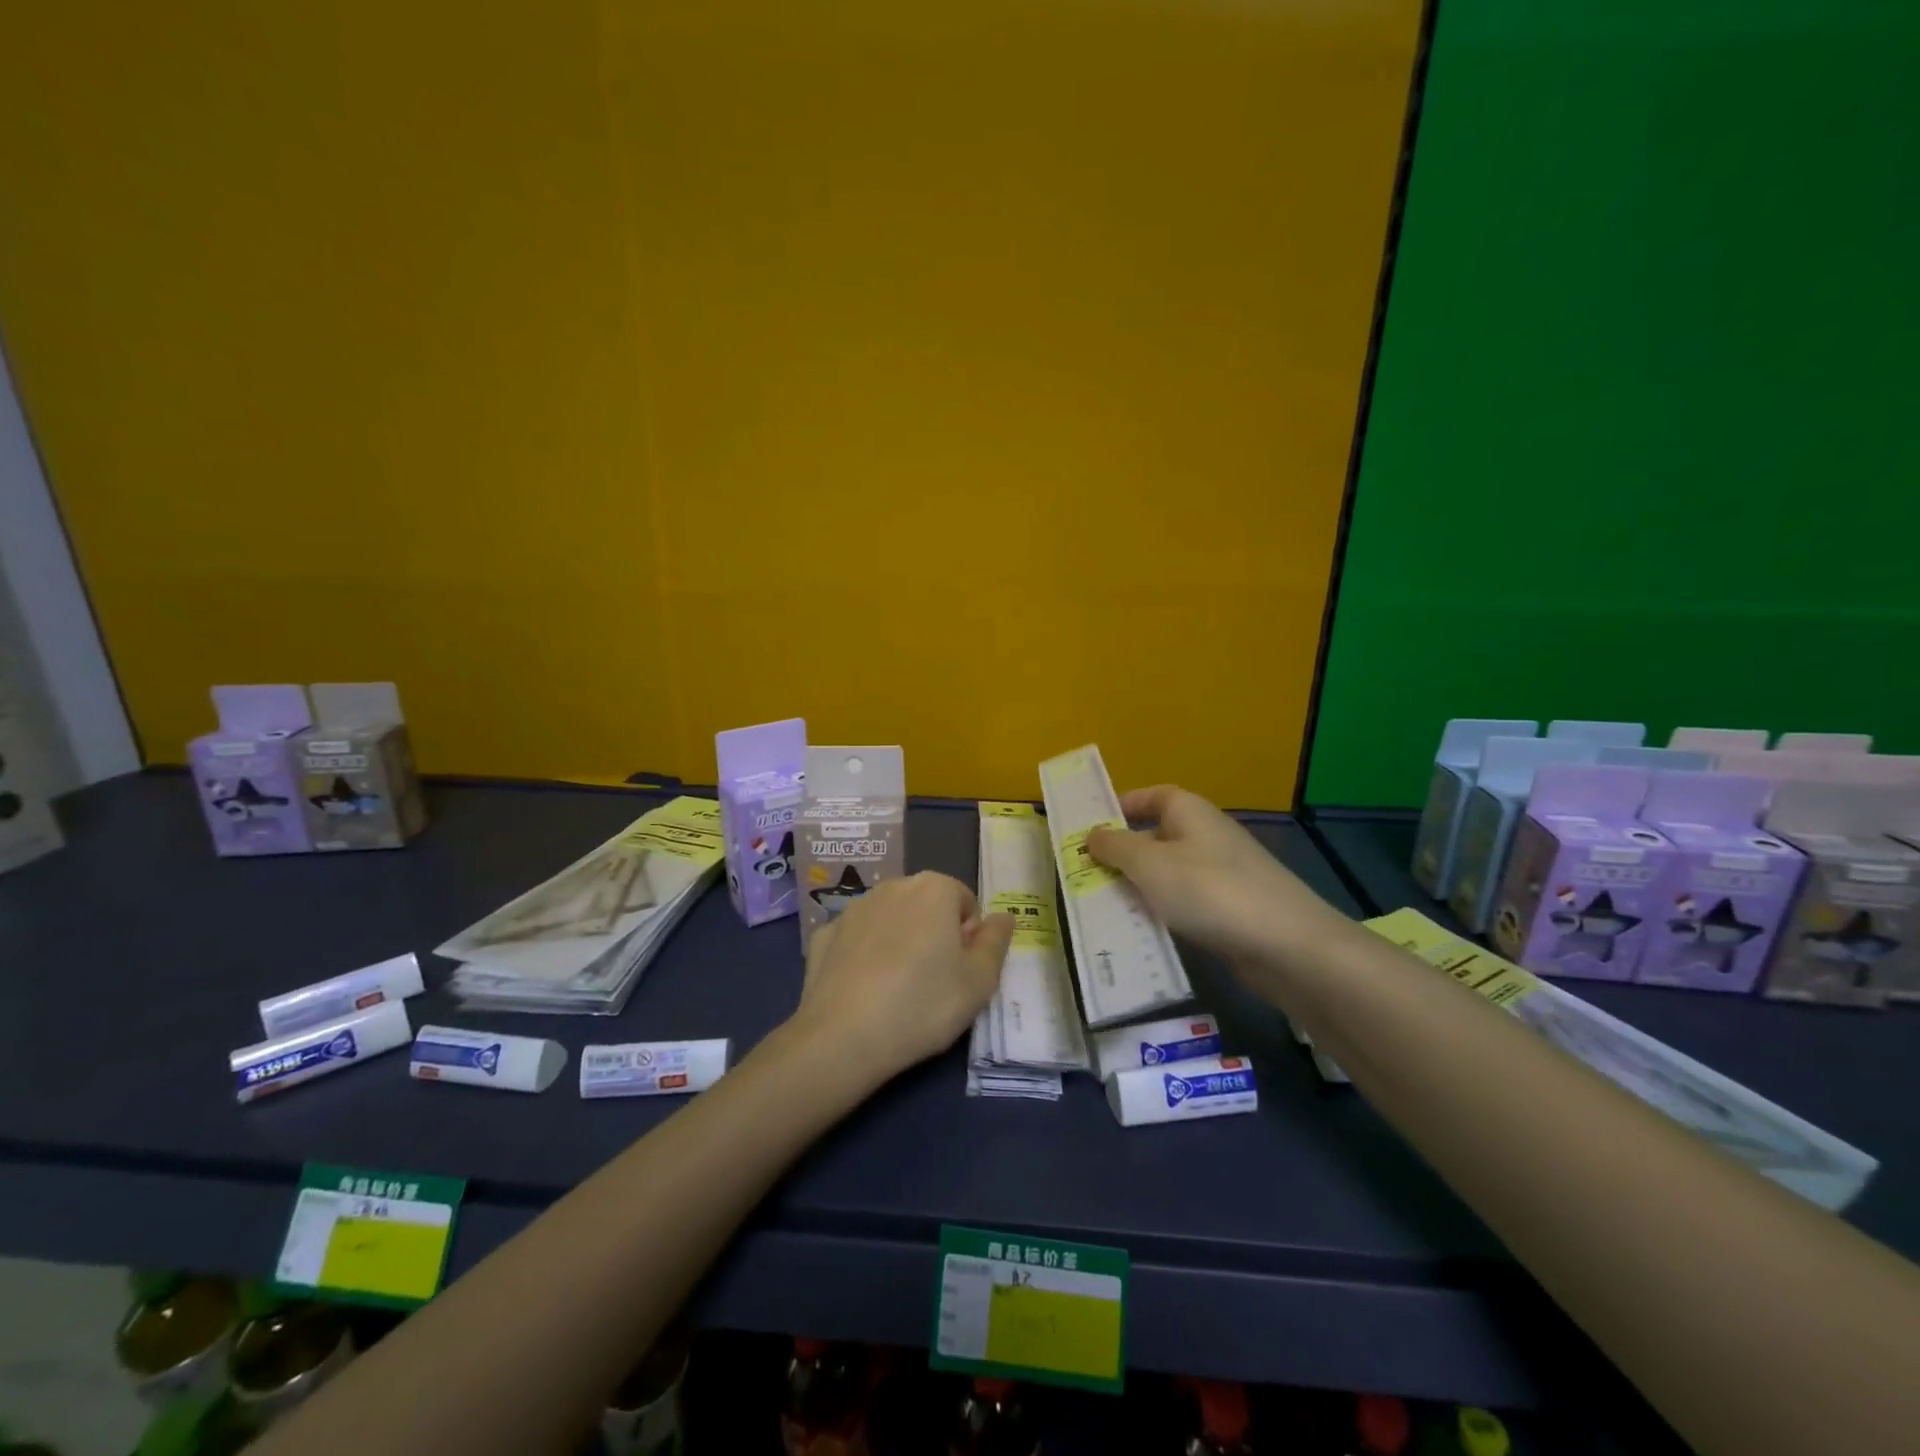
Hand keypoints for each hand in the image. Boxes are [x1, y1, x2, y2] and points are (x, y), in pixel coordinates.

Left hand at [789, 873, 1013, 1084]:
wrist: (843, 1037)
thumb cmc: (924, 1004)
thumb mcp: (979, 981)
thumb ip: (996, 942)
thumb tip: (1004, 916)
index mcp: (934, 888)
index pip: (965, 902)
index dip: (969, 937)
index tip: (961, 972)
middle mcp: (893, 886)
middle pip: (926, 905)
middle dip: (934, 933)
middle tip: (935, 982)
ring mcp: (853, 908)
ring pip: (890, 919)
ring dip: (899, 941)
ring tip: (897, 990)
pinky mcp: (823, 934)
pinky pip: (856, 939)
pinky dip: (864, 955)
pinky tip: (863, 989)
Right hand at [1086, 785, 1342, 966]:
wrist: (1286, 945)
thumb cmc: (1210, 891)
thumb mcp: (1150, 864)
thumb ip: (1115, 847)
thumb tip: (1092, 834)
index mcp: (1189, 812)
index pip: (1151, 795)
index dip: (1122, 806)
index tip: (1089, 828)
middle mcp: (1206, 835)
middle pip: (1155, 836)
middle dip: (1121, 854)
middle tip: (1083, 875)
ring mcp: (1220, 873)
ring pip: (1167, 874)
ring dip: (1138, 887)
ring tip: (1101, 907)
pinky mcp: (1229, 909)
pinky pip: (1184, 903)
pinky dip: (1162, 912)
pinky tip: (1140, 932)